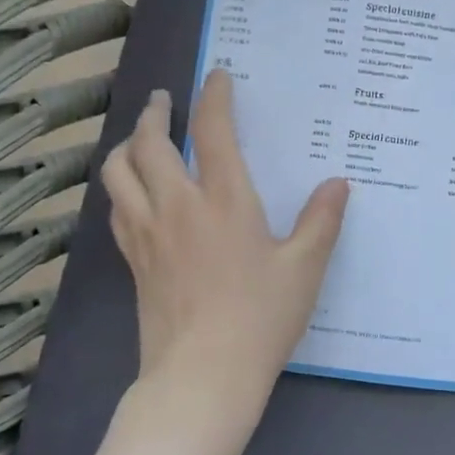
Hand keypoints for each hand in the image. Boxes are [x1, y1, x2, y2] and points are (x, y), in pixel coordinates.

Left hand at [100, 70, 348, 454]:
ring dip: (127, 145)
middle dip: (156, 114)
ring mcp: (147, 234)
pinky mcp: (134, 261)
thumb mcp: (303, 269)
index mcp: (223, 201)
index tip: (218, 77)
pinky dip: (120, 185)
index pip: (213, 132)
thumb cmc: (259, 319)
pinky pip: (116, 208)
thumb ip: (321, 221)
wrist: (201, 377)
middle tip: (166, 100)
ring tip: (140, 138)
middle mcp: (177, 206)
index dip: (215, 98)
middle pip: (150, 143)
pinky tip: (132, 192)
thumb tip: (338, 183)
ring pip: (119, 172)